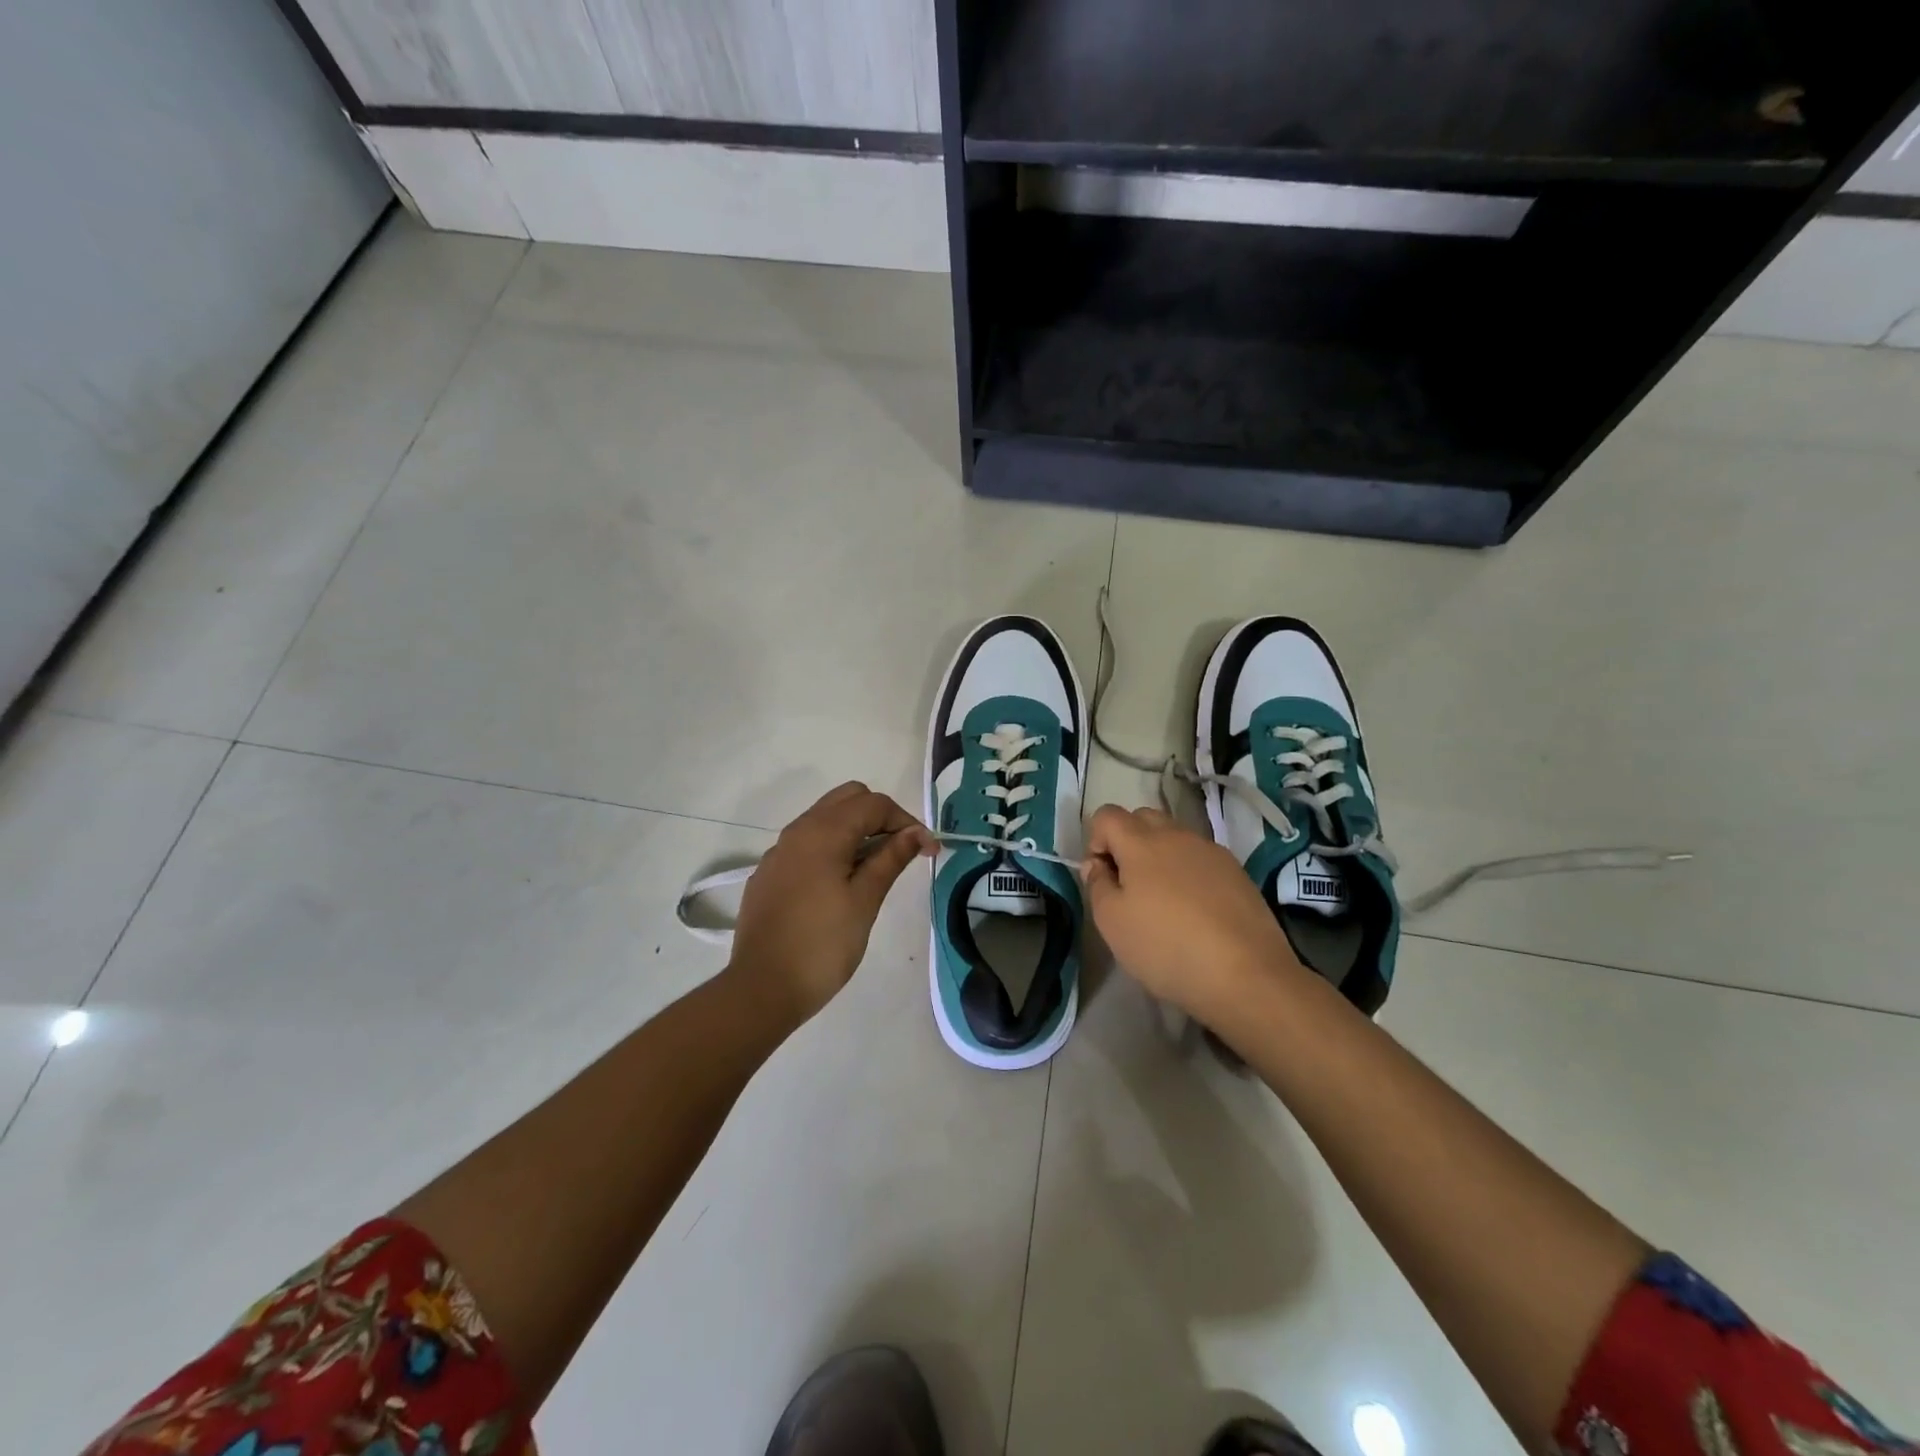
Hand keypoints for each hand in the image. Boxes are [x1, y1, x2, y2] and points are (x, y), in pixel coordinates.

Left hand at [727, 783, 936, 1025]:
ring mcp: (779, 852)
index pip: (874, 803)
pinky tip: (840, 885)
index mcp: (823, 832)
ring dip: (855, 830)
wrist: (762, 989)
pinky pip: (806, 843)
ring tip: (875, 869)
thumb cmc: (823, 945)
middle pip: (847, 799)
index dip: (906, 821)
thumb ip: (891, 859)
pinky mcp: (769, 873)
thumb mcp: (865, 900)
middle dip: (880, 817)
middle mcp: (798, 830)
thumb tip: (916, 833)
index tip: (928, 851)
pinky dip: (832, 848)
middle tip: (900, 852)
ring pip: (825, 819)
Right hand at [1083, 805, 1304, 1023]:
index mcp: (1141, 842)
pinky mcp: (1237, 872)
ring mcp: (1211, 851)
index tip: (1102, 877)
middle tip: (1129, 886)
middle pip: (1142, 818)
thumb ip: (1097, 885)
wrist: (1247, 975)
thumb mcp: (1112, 923)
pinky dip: (1189, 873)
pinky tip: (1195, 911)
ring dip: (1160, 857)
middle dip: (1127, 842)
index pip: (1107, 815)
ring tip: (1164, 902)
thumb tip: (1098, 864)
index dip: (1095, 840)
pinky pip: (1201, 858)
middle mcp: (1177, 835)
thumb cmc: (1166, 947)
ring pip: (1175, 837)